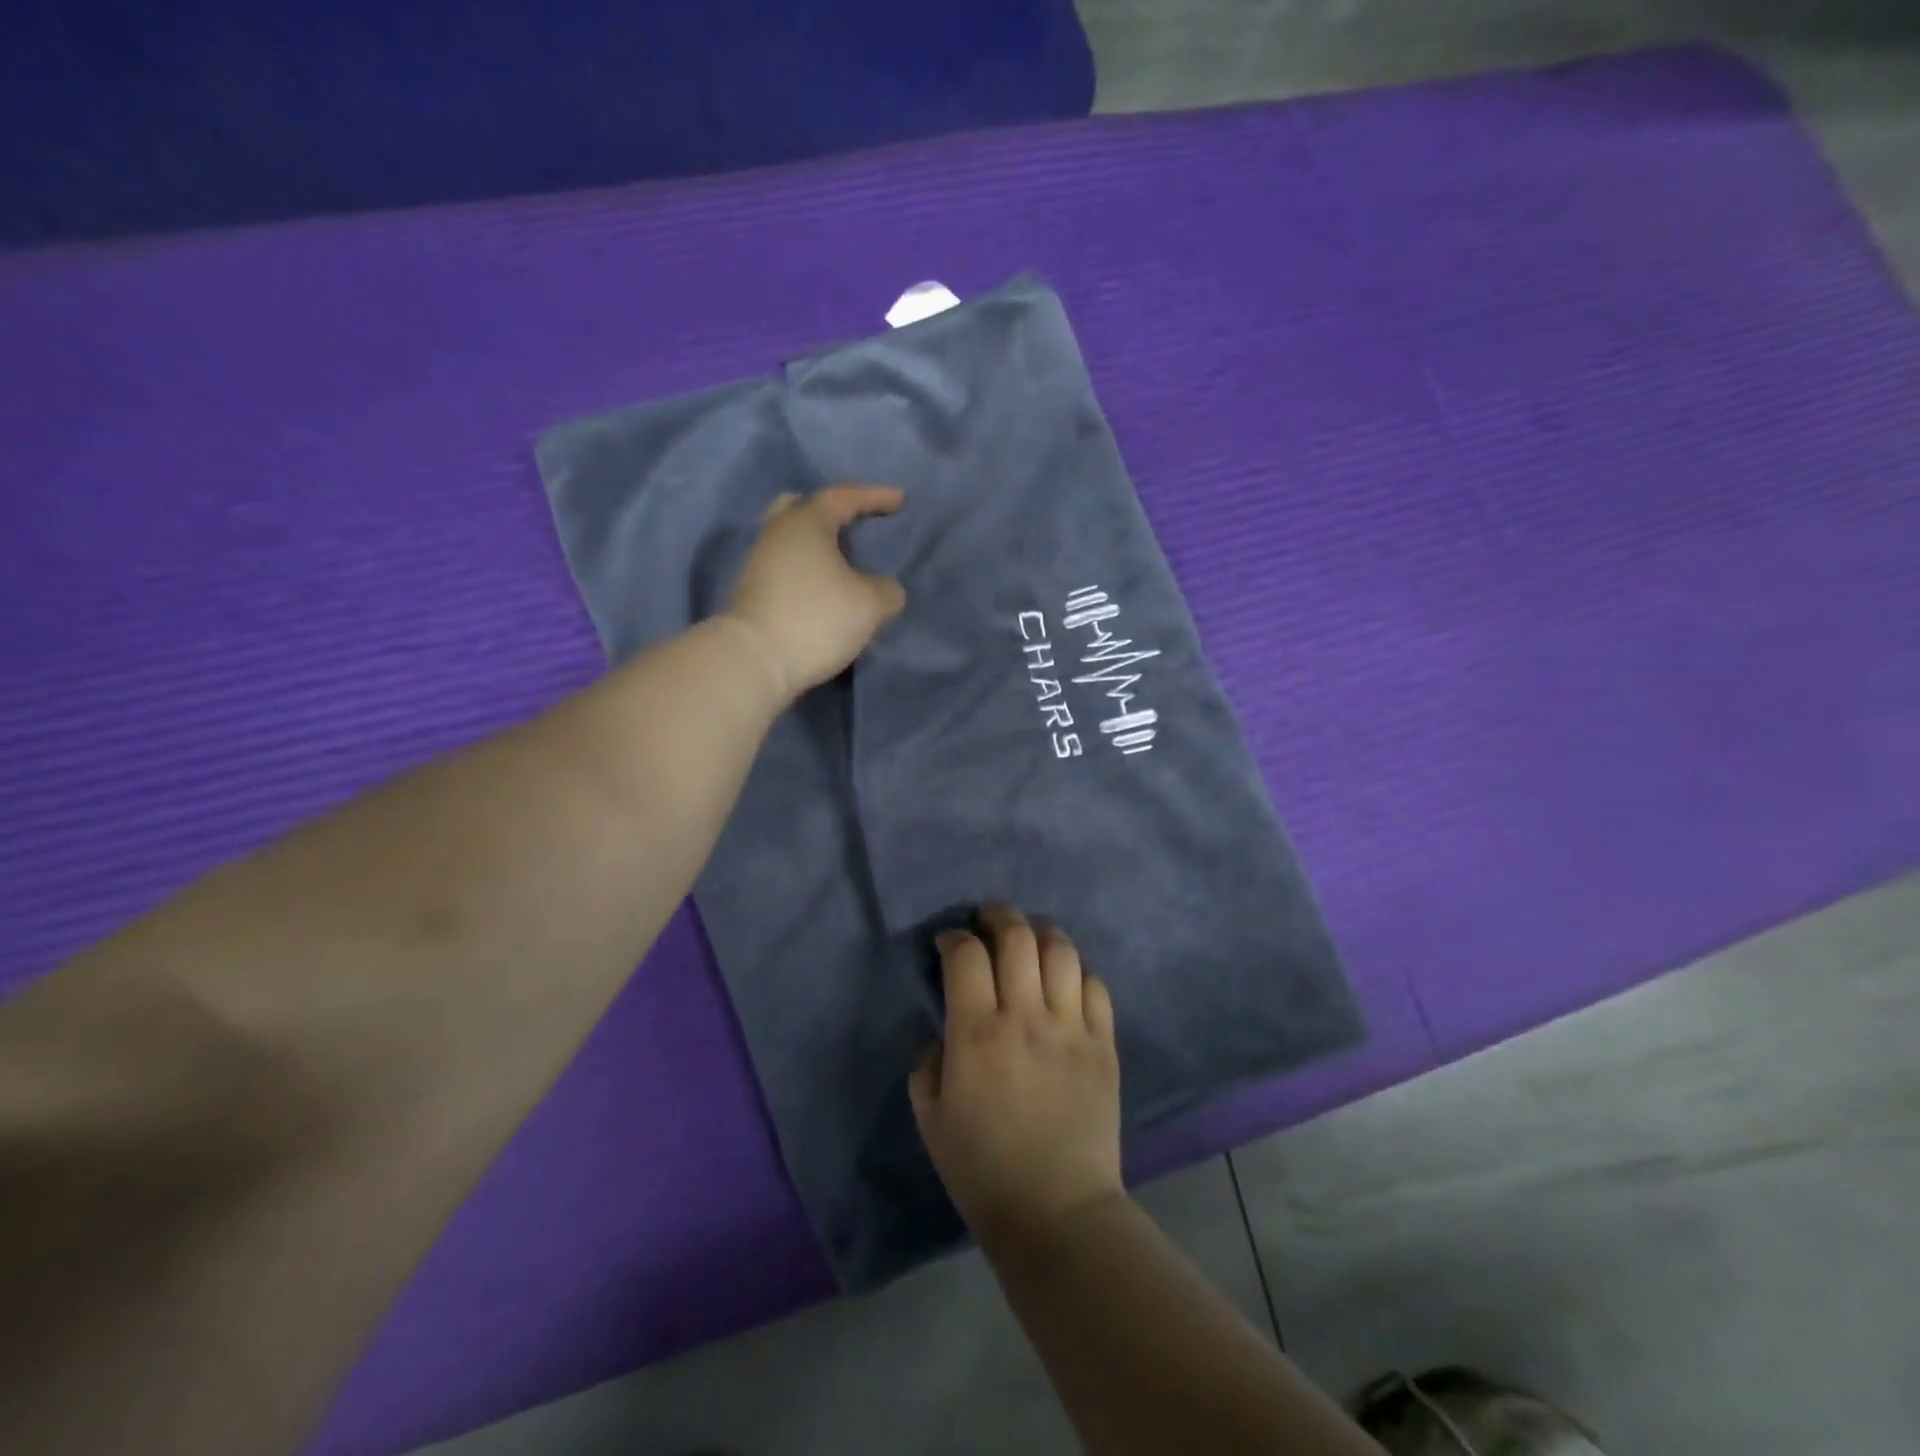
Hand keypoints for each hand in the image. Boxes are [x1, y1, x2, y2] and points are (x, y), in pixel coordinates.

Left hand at [722, 484, 905, 699]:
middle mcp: (777, 533)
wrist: (754, 661)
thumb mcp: (871, 605)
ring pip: (792, 541)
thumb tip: (884, 590)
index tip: (900, 501)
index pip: (844, 497)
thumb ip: (887, 590)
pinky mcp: (752, 593)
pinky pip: (786, 569)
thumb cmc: (817, 618)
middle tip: (855, 523)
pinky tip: (825, 590)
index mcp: (806, 522)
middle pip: (803, 508)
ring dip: (819, 548)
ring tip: (845, 564)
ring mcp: (758, 563)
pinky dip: (808, 572)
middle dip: (832, 513)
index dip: (875, 497)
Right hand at [909, 906, 1122, 1246]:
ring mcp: (1071, 1027)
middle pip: (1017, 937)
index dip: (954, 938)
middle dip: (998, 916)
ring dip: (1041, 934)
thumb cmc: (983, 1169)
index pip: (967, 956)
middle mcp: (1026, 1017)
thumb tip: (943, 1032)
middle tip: (988, 921)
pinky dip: (1077, 972)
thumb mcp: (931, 1118)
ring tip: (1029, 941)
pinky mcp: (1103, 1043)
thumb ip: (927, 1063)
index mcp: (977, 1034)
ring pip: (1061, 950)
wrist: (1057, 1211)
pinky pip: (1095, 985)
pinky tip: (1065, 983)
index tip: (948, 943)